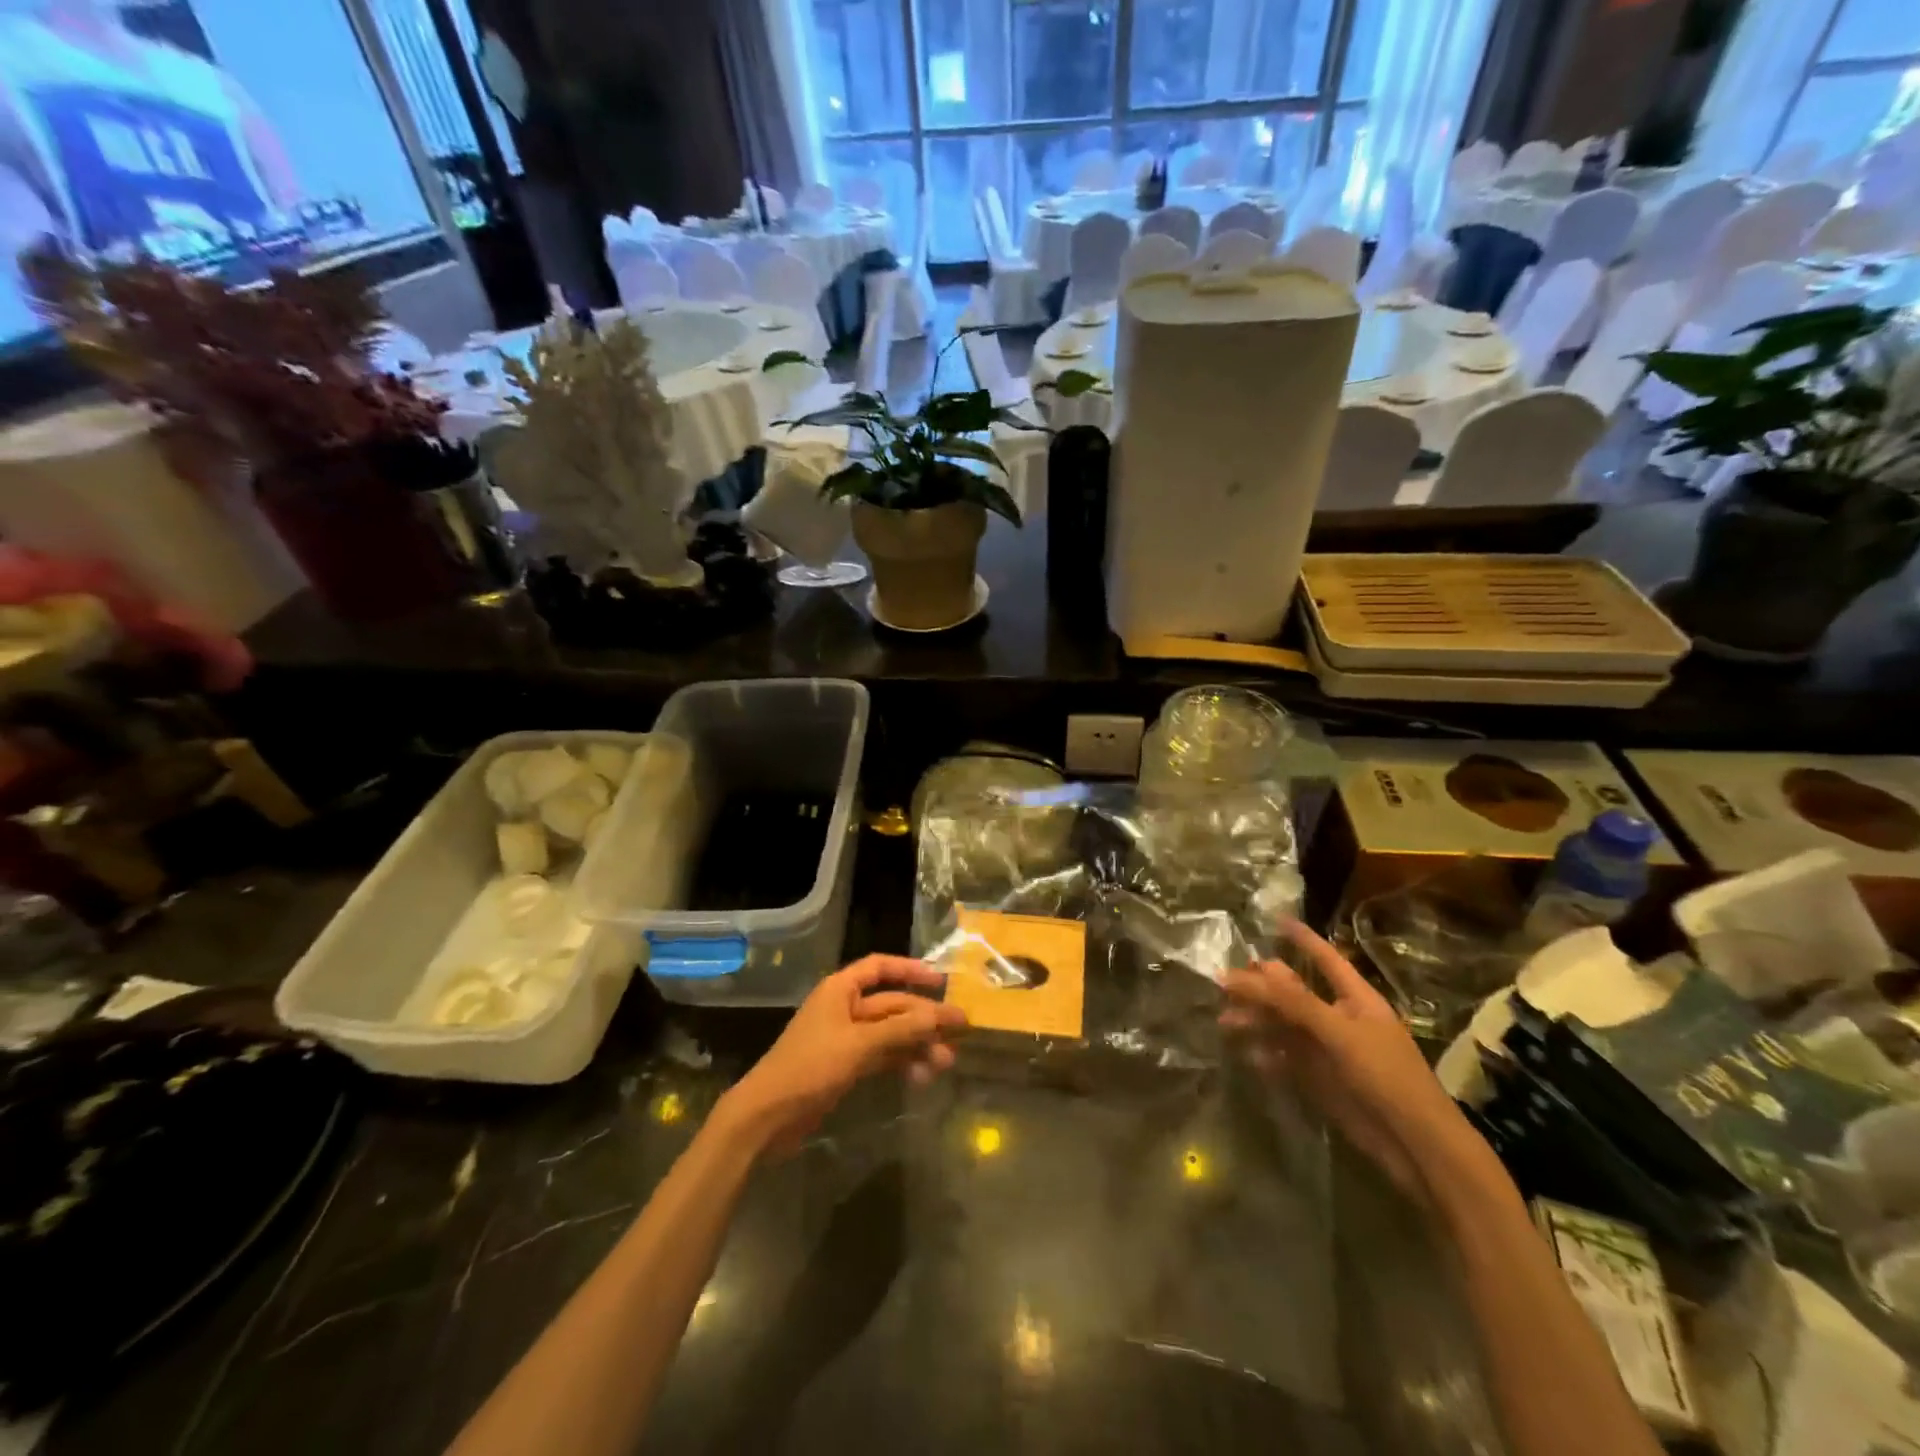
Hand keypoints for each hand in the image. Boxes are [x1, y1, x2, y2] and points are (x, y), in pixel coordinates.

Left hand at [719, 956, 967, 1156]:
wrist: (767, 1118)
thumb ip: (902, 1028)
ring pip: (891, 1033)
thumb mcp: (859, 1045)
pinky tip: (923, 1077)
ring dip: (918, 1044)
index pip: (880, 967)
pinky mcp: (846, 1067)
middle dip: (924, 1018)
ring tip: (946, 1062)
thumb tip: (943, 1014)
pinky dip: (902, 1063)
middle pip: (892, 1004)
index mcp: (840, 989)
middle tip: (959, 1031)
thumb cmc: (809, 1068)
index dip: (910, 969)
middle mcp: (844, 1008)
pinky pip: (882, 1056)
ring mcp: (846, 1039)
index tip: (941, 981)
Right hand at [1220, 920, 1477, 1198]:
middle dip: (1262, 986)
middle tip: (1225, 981)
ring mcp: (1330, 1051)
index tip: (1277, 920)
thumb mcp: (1339, 1032)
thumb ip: (1294, 1001)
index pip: (1326, 959)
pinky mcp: (1322, 1081)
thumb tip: (1252, 969)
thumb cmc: (1385, 1076)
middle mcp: (1341, 1020)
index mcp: (1356, 1000)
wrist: (1414, 1145)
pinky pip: (1287, 1059)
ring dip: (1256, 1021)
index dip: (1303, 939)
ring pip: (1285, 1026)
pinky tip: (1247, 1055)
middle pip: (1295, 993)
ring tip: (1225, 1021)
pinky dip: (1266, 1055)